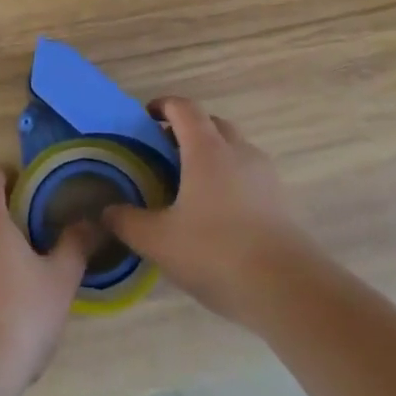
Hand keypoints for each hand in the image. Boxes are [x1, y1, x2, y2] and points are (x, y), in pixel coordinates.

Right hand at [105, 98, 317, 324]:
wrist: (288, 289)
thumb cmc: (216, 252)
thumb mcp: (159, 241)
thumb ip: (128, 222)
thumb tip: (106, 211)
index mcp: (207, 149)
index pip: (184, 108)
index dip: (163, 105)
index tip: (145, 117)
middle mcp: (239, 151)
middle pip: (212, 124)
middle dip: (187, 130)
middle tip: (164, 153)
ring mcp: (265, 175)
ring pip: (234, 149)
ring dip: (212, 155)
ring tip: (189, 185)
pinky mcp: (281, 201)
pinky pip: (250, 175)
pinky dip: (230, 179)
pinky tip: (217, 213)